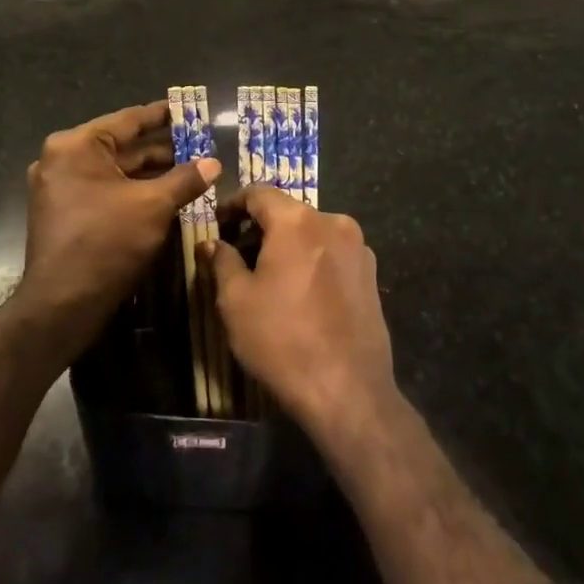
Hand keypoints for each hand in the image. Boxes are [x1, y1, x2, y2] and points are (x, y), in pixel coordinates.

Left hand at [16, 100, 219, 350]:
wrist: (62, 305)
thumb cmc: (107, 242)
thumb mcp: (154, 205)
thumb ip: (186, 179)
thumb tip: (214, 163)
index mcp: (77, 146)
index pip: (129, 119)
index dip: (163, 115)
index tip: (189, 110)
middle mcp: (63, 160)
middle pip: (123, 146)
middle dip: (162, 149)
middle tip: (200, 146)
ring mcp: (61, 188)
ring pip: (117, 171)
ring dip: (152, 173)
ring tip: (192, 171)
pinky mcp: (66, 214)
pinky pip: (106, 191)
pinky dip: (135, 191)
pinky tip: (168, 196)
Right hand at [202, 186, 395, 436]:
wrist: (348, 389)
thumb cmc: (282, 339)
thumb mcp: (236, 300)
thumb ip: (222, 261)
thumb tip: (212, 242)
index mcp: (297, 220)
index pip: (259, 193)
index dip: (233, 204)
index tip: (217, 223)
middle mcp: (333, 221)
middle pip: (288, 212)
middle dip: (261, 228)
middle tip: (238, 255)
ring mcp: (358, 247)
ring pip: (313, 232)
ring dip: (289, 245)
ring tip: (270, 277)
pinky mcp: (371, 273)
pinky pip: (333, 253)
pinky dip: (313, 261)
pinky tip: (301, 293)